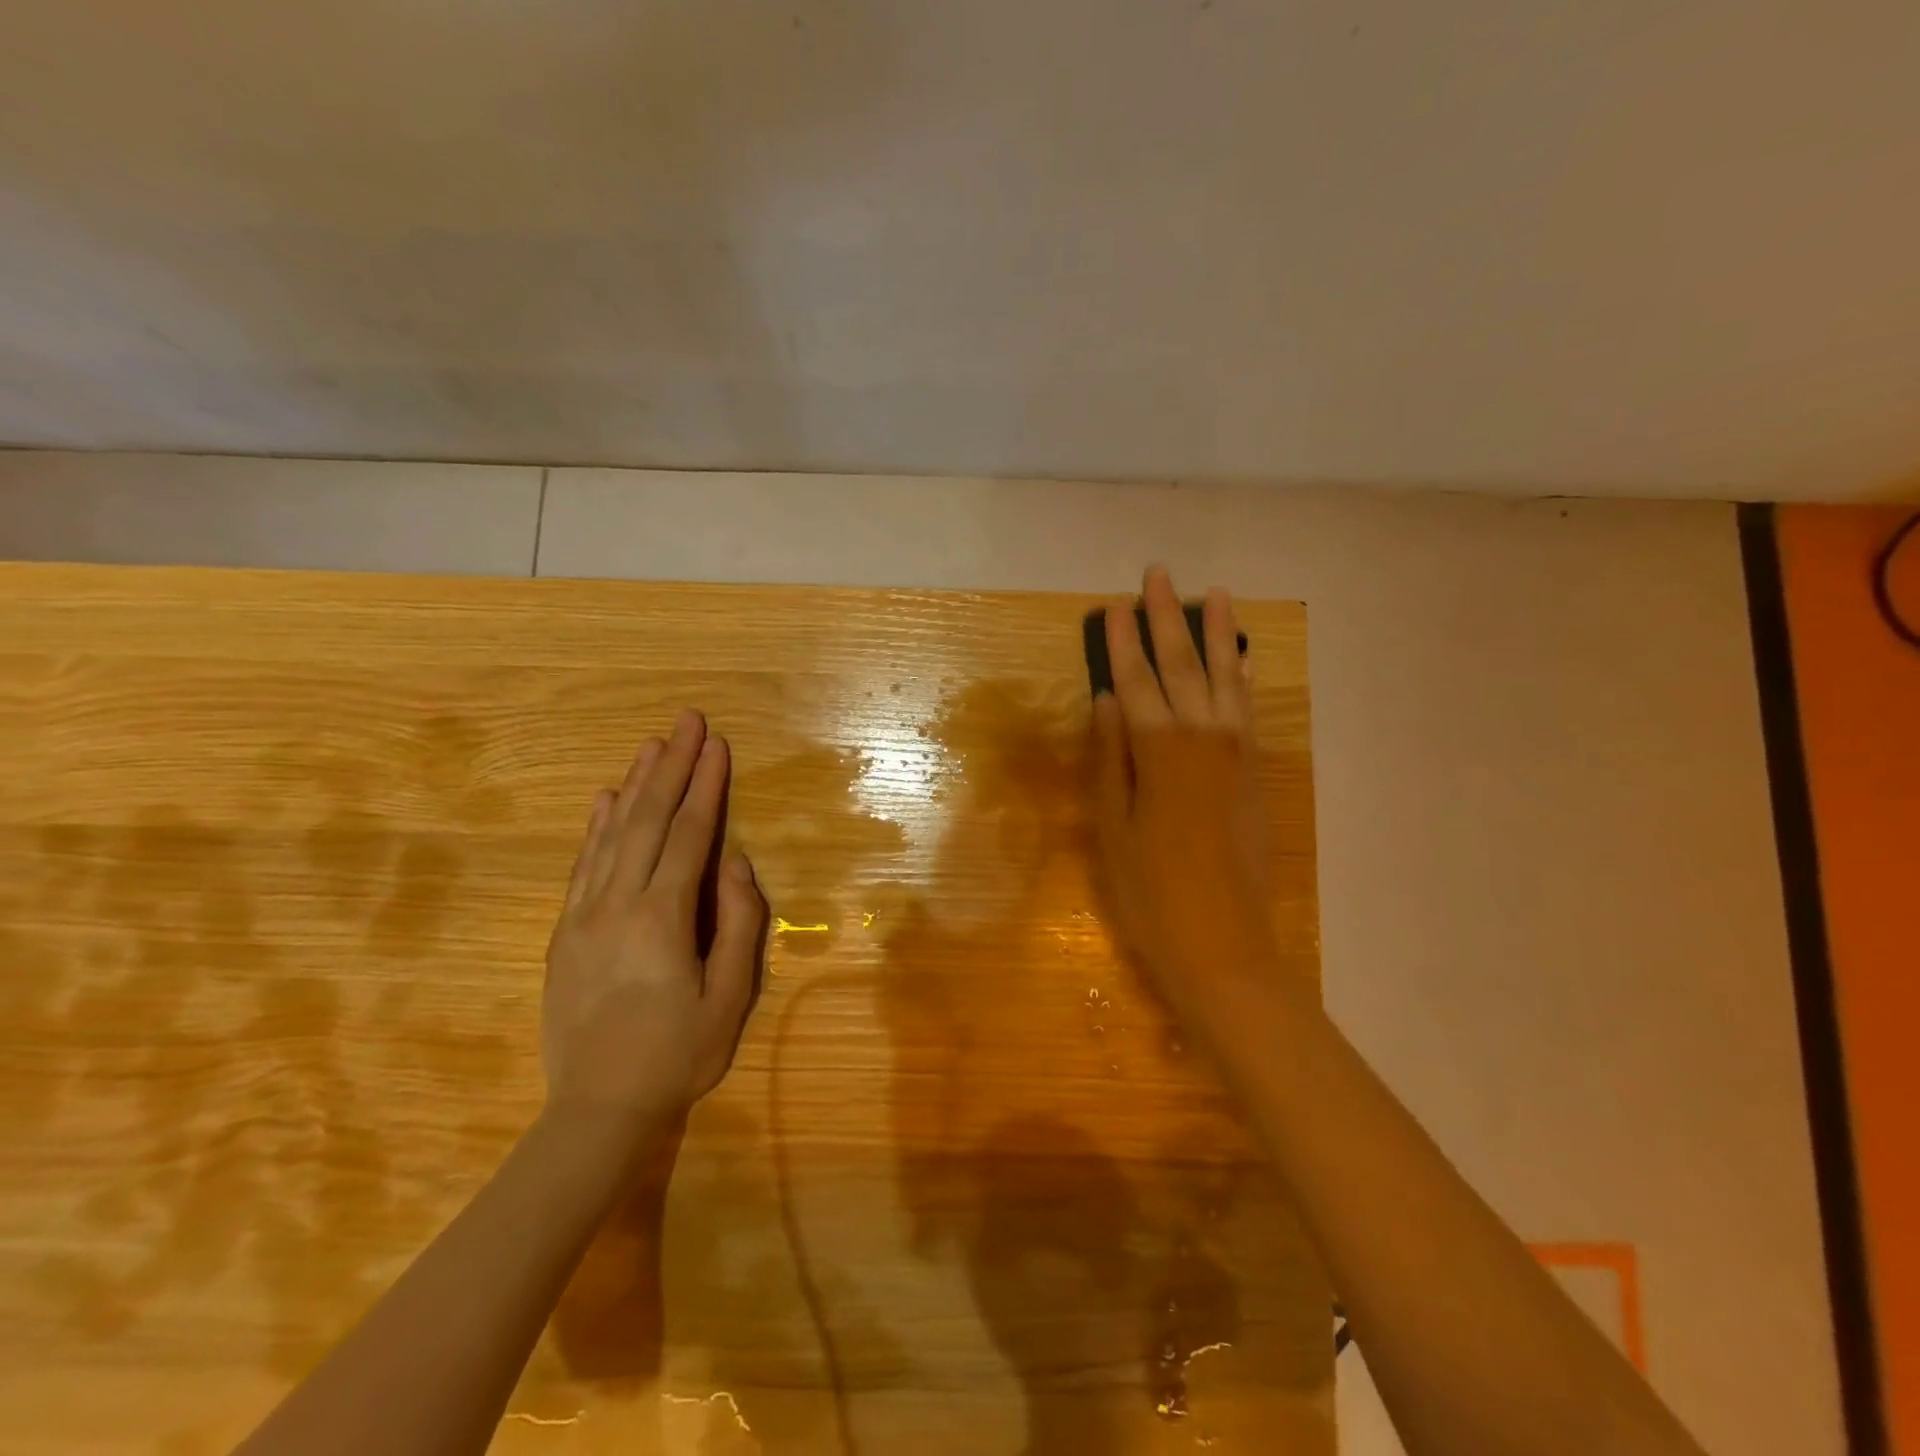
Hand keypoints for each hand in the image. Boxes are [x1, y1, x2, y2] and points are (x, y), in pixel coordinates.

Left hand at [543, 710, 766, 1146]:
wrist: (597, 1109)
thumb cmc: (678, 1055)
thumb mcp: (730, 997)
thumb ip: (739, 923)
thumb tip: (735, 862)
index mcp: (662, 917)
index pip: (688, 834)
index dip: (705, 786)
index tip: (717, 745)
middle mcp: (617, 903)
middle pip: (647, 819)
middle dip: (672, 766)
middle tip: (688, 721)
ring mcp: (584, 914)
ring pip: (612, 833)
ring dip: (635, 784)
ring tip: (653, 745)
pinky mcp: (566, 930)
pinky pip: (583, 863)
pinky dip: (597, 825)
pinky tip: (607, 799)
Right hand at [1091, 568, 1278, 1018]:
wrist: (1224, 945)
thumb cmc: (1151, 893)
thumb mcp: (1112, 828)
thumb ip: (1110, 758)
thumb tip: (1106, 700)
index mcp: (1158, 752)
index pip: (1135, 681)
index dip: (1123, 640)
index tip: (1115, 602)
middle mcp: (1203, 740)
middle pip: (1183, 666)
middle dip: (1168, 618)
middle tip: (1160, 574)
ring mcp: (1237, 755)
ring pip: (1227, 679)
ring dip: (1219, 634)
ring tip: (1217, 594)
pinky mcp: (1256, 774)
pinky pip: (1250, 710)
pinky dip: (1246, 677)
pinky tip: (1243, 658)